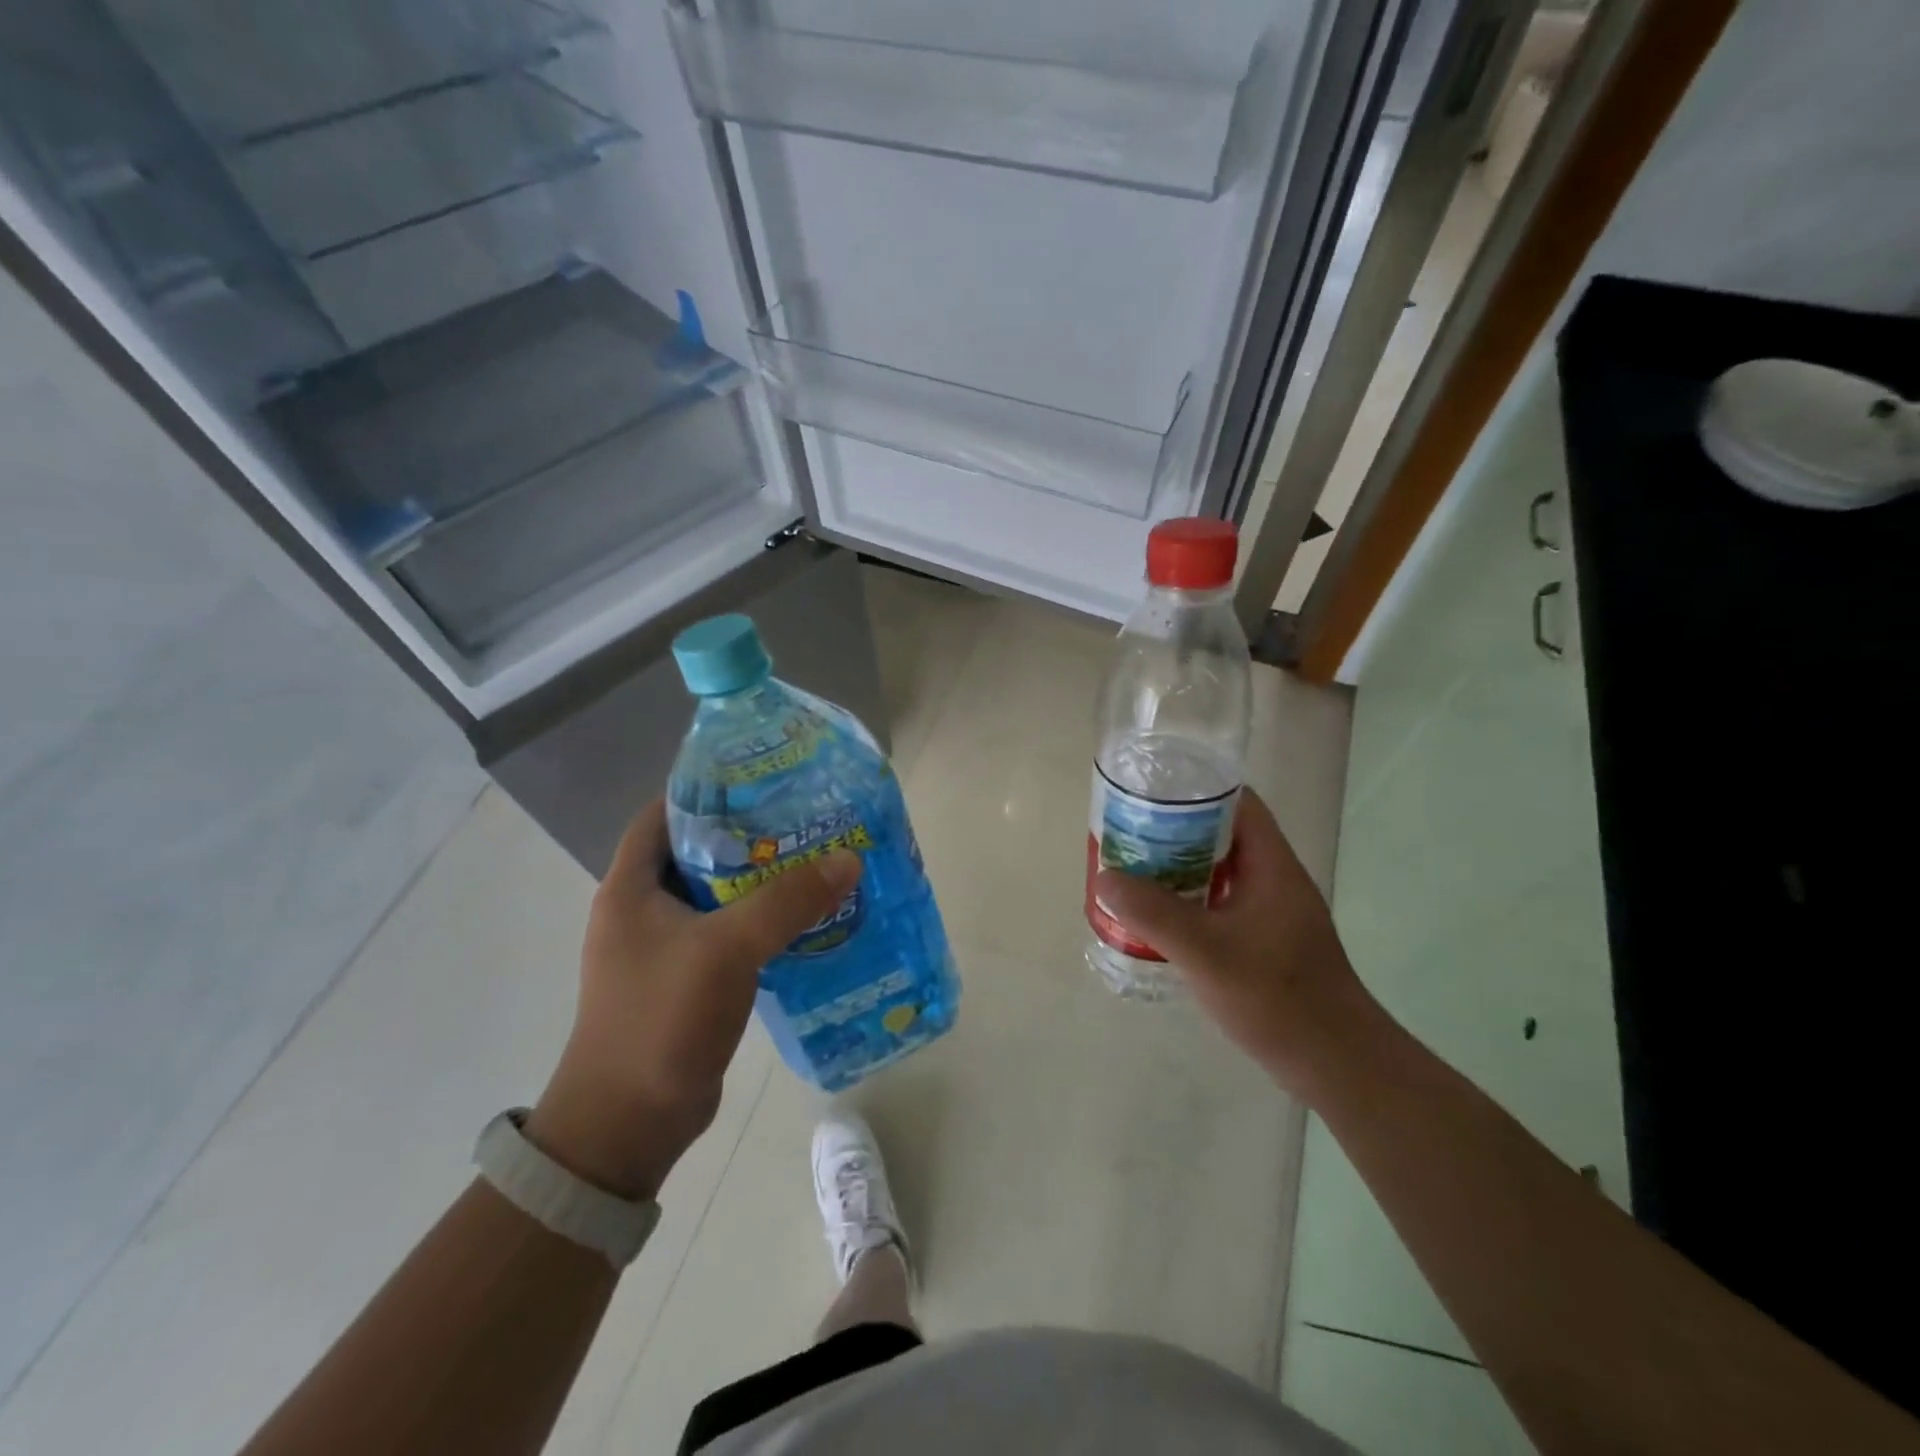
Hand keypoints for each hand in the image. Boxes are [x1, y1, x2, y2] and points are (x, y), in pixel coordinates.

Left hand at [527, 799, 861, 1199]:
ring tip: (819, 862)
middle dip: (752, 834)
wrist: (626, 1126)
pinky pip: (732, 934)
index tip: (764, 779)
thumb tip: (849, 858)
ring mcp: (666, 947)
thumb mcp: (726, 950)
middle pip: (701, 852)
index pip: (665, 813)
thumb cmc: (660, 1021)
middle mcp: (644, 909)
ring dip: (764, 882)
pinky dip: (765, 923)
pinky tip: (808, 920)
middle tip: (808, 819)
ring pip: (722, 896)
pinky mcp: (690, 980)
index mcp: (631, 886)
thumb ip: (787, 901)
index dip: (709, 789)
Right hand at [1093, 787, 1385, 1103]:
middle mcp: (1273, 879)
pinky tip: (1157, 918)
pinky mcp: (1264, 940)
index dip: (1194, 789)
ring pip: (1218, 871)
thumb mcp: (1207, 952)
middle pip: (1220, 834)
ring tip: (1132, 871)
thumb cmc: (1277, 998)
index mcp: (1271, 865)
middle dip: (1173, 831)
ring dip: (1178, 868)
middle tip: (1128, 835)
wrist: (1336, 1064)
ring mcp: (1270, 911)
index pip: (1236, 802)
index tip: (1149, 794)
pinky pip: (1218, 903)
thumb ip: (1155, 914)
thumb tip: (1105, 878)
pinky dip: (1188, 901)